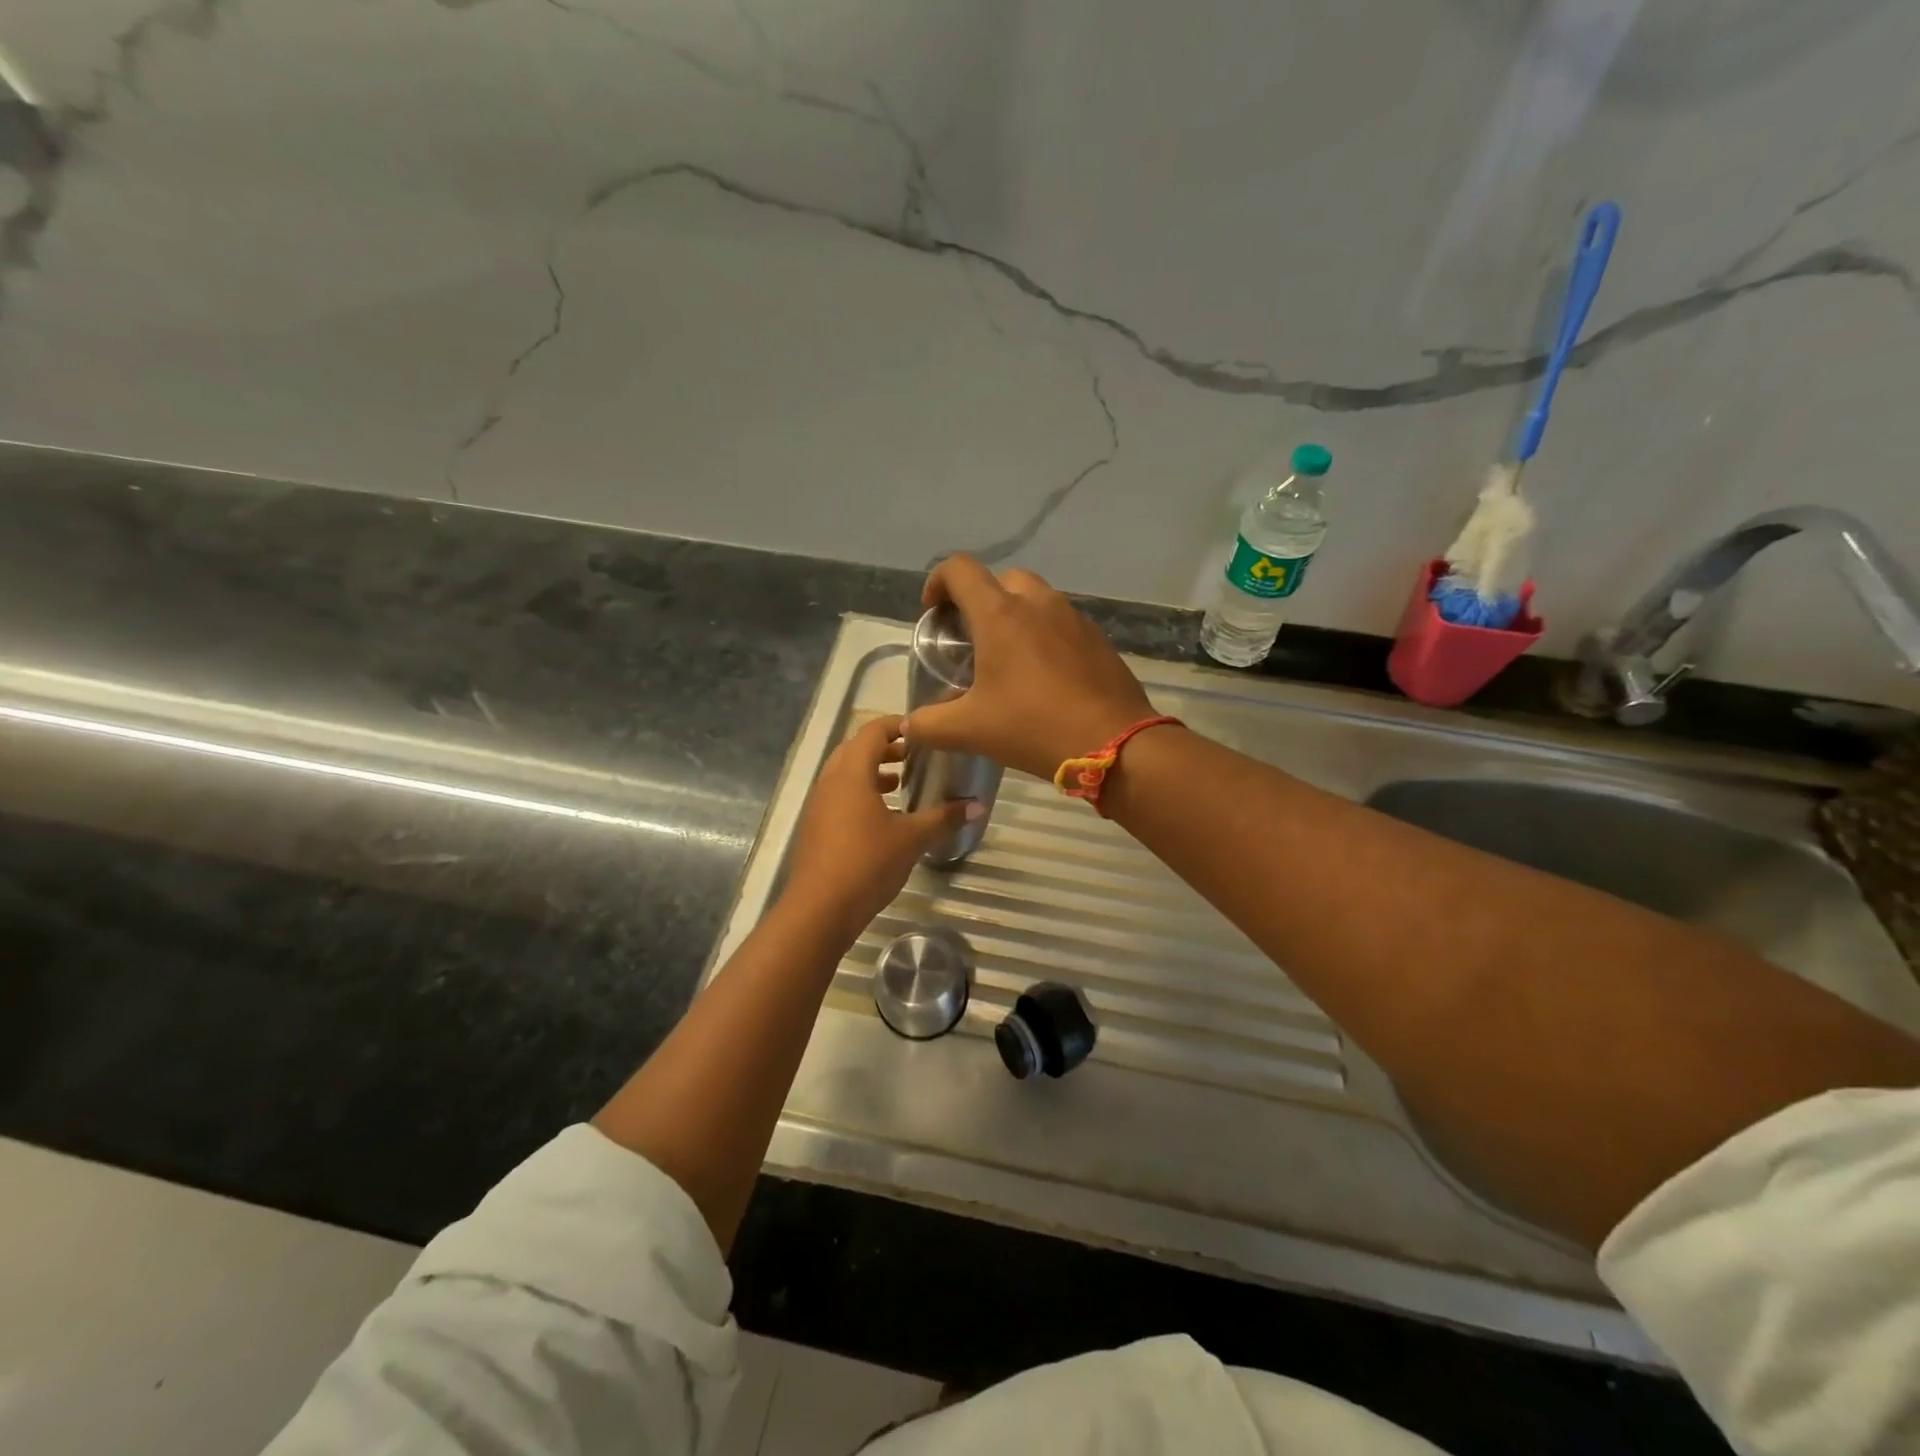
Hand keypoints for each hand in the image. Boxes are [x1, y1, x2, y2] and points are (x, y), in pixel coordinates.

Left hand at [781, 715, 979, 935]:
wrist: (819, 909)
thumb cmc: (867, 863)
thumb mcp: (912, 839)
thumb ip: (944, 818)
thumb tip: (978, 806)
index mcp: (851, 773)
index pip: (872, 732)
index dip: (896, 725)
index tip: (921, 731)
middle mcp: (829, 781)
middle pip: (854, 749)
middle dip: (883, 749)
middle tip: (912, 757)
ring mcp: (818, 805)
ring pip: (843, 774)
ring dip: (869, 772)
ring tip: (898, 784)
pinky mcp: (814, 828)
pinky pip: (837, 797)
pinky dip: (858, 794)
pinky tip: (881, 818)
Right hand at [908, 555, 1156, 779]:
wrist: (1115, 743)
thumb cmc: (1034, 727)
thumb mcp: (970, 730)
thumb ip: (930, 725)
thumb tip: (908, 725)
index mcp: (1000, 614)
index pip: (960, 569)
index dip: (937, 582)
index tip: (932, 613)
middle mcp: (1038, 603)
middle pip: (1000, 579)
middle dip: (979, 600)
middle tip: (971, 638)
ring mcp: (1073, 618)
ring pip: (1035, 598)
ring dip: (1014, 615)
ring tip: (1007, 657)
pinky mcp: (1097, 638)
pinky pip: (1061, 622)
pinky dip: (1044, 634)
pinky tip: (1043, 675)